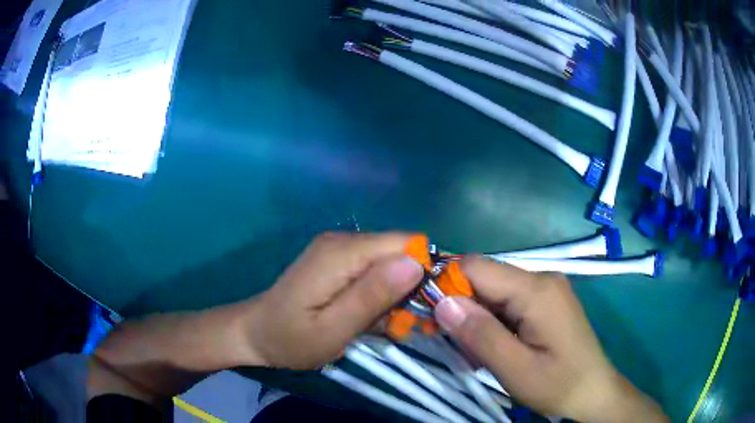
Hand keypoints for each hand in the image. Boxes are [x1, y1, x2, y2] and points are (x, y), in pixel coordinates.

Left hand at [244, 232, 423, 369]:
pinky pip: (374, 271)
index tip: (430, 307)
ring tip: (389, 327)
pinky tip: (374, 319)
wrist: (256, 333)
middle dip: (412, 287)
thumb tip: (415, 264)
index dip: (425, 270)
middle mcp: (343, 241)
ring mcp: (340, 249)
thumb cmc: (291, 338)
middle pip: (399, 252)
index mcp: (342, 253)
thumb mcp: (333, 329)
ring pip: (390, 263)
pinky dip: (382, 295)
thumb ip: (372, 296)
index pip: (405, 244)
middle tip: (406, 326)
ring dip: (398, 295)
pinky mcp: (338, 261)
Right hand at [434, 256, 666, 422]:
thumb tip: (441, 302)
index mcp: (536, 289)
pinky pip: (508, 300)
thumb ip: (480, 335)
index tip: (430, 316)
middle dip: (462, 305)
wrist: (593, 391)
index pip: (476, 267)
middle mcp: (542, 277)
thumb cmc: (557, 384)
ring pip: (494, 290)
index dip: (447, 284)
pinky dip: (493, 320)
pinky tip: (496, 345)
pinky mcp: (547, 299)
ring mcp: (546, 287)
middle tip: (457, 343)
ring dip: (477, 316)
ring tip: (477, 351)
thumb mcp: (515, 369)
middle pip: (485, 277)